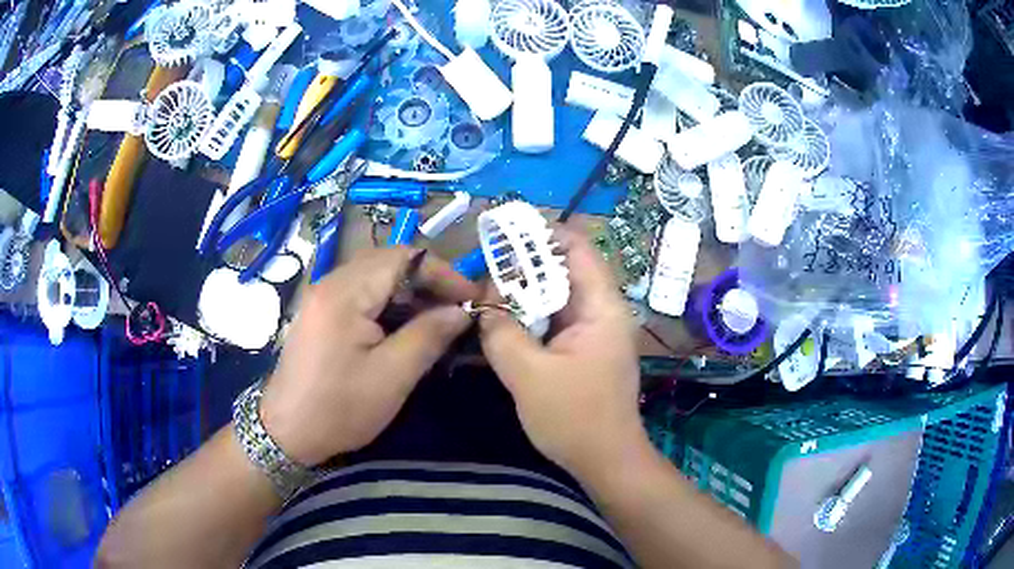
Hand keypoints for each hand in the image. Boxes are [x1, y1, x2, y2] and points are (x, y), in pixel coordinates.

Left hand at [260, 248, 480, 466]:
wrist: (286, 432)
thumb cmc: (339, 408)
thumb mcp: (392, 376)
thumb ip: (429, 336)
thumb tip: (461, 311)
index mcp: (345, 292)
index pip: (404, 257)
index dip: (443, 273)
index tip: (471, 299)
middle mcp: (331, 282)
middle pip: (389, 261)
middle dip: (427, 280)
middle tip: (455, 310)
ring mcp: (323, 296)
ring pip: (376, 276)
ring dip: (409, 292)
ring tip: (436, 320)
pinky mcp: (321, 312)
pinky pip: (362, 293)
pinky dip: (389, 303)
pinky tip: (403, 328)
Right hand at [479, 227, 645, 476]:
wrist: (606, 461)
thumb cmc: (575, 418)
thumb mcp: (528, 375)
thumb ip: (501, 332)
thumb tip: (483, 305)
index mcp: (601, 307)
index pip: (578, 248)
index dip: (543, 233)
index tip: (504, 233)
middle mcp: (602, 311)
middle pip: (564, 270)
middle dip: (525, 265)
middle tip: (485, 268)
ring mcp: (594, 332)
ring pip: (557, 297)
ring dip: (524, 293)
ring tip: (488, 292)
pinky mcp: (584, 350)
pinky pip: (554, 321)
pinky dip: (530, 317)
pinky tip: (504, 322)